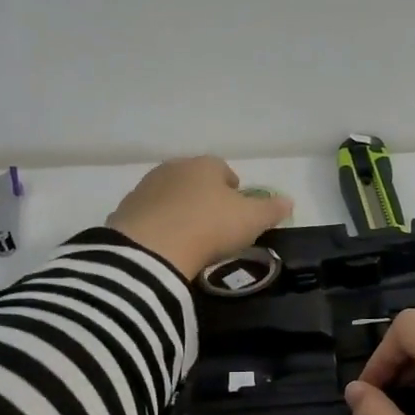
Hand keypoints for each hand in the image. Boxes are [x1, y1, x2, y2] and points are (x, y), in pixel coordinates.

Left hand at [107, 157, 292, 280]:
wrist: (152, 248)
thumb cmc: (210, 226)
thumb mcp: (251, 220)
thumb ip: (271, 209)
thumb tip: (289, 201)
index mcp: (205, 165)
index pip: (223, 169)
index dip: (233, 188)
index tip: (238, 209)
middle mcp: (173, 169)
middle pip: (194, 180)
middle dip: (204, 197)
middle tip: (215, 223)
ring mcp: (146, 188)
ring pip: (170, 196)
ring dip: (180, 210)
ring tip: (191, 237)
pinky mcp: (125, 211)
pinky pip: (150, 217)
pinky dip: (159, 226)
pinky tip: (167, 246)